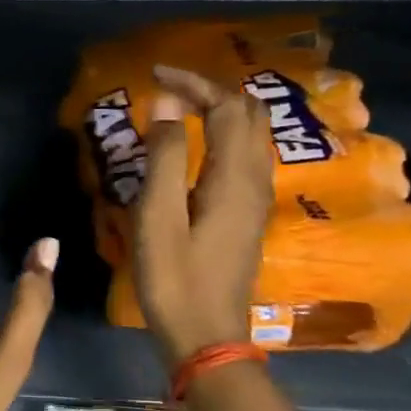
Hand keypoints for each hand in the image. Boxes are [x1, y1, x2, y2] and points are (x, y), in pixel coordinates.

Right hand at [134, 65, 274, 371]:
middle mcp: (254, 182)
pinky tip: (198, 145)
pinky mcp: (247, 216)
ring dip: (222, 111)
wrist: (207, 337)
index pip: (226, 108)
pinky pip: (245, 157)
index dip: (194, 83)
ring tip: (182, 108)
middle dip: (213, 91)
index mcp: (233, 178)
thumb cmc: (174, 278)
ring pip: (252, 136)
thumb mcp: (157, 217)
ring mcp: (255, 200)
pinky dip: (224, 135)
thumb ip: (162, 158)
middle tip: (169, 88)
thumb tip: (164, 105)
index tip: (155, 74)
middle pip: (249, 116)